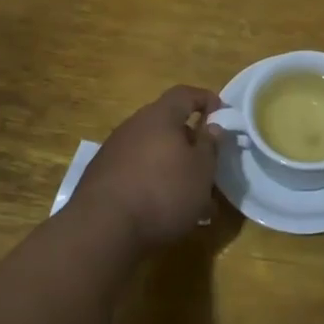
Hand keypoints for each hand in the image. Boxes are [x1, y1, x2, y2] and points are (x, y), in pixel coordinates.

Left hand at [75, 85, 224, 252]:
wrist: (101, 229)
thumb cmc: (162, 192)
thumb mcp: (201, 171)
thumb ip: (209, 145)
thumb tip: (212, 126)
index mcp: (159, 116)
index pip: (185, 94)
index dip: (205, 99)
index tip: (222, 114)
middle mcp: (134, 126)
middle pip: (167, 124)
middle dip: (189, 141)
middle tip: (207, 162)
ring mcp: (113, 151)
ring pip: (152, 151)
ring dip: (172, 166)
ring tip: (190, 196)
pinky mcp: (101, 177)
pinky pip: (136, 171)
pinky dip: (153, 182)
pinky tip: (163, 209)